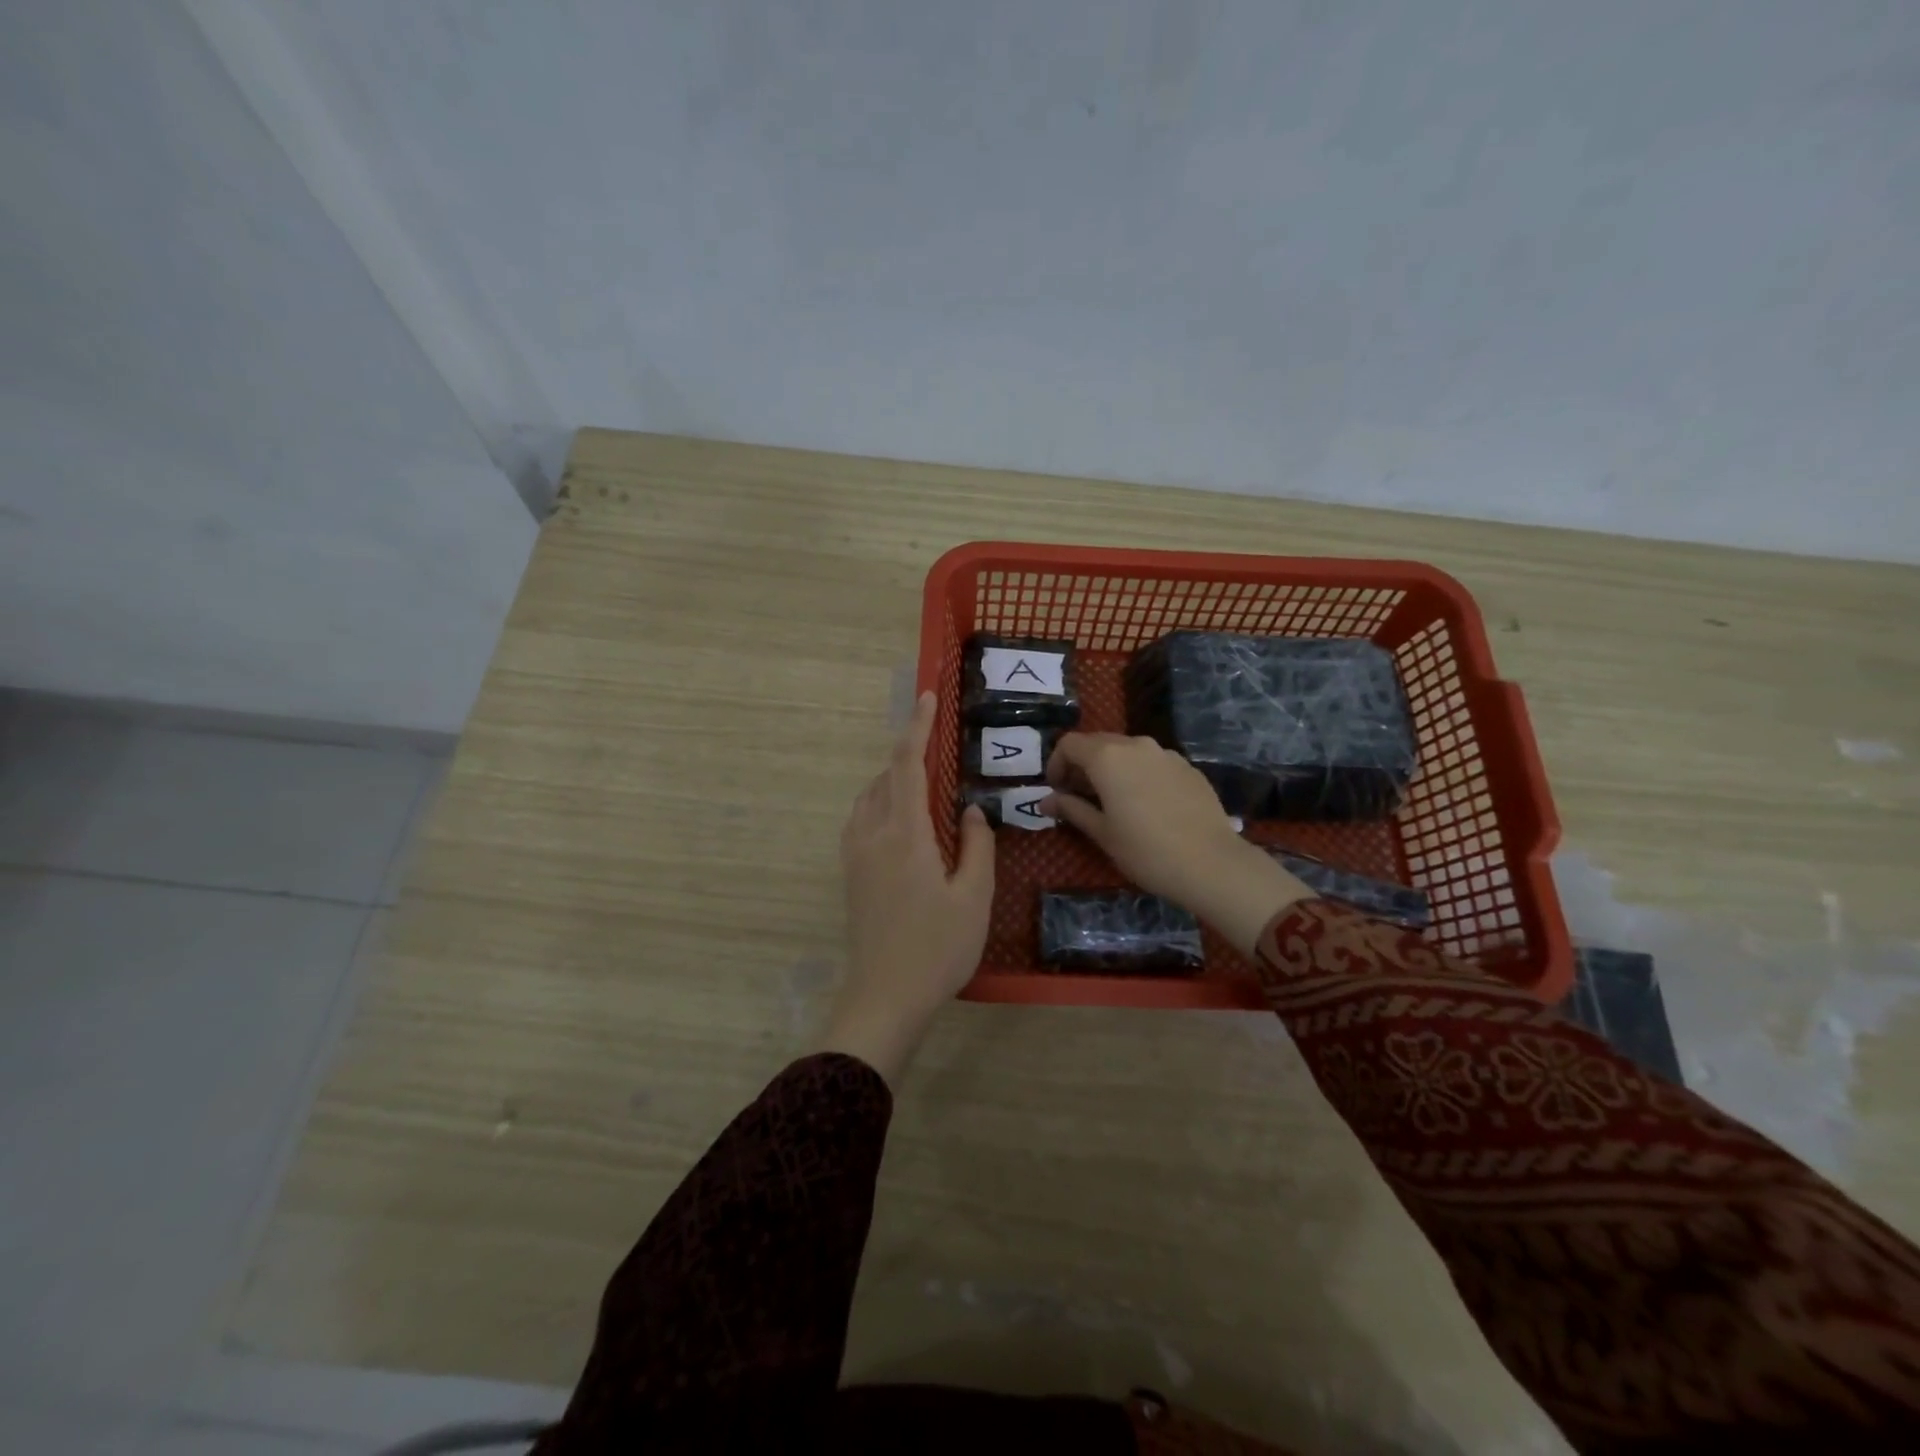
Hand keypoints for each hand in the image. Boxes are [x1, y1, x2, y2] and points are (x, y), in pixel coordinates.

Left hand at [824, 691, 993, 1086]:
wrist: (884, 997)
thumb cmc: (938, 948)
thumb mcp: (973, 896)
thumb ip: (976, 845)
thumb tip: (970, 811)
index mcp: (905, 834)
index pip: (908, 765)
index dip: (917, 727)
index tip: (927, 696)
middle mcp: (872, 834)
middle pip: (886, 777)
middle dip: (910, 754)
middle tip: (939, 748)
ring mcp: (855, 854)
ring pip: (870, 797)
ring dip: (894, 780)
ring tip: (925, 785)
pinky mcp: (850, 873)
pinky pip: (863, 819)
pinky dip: (882, 803)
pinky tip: (904, 823)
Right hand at [1041, 733, 1309, 953]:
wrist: (1212, 864)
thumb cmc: (1146, 850)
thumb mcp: (1102, 833)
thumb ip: (1071, 809)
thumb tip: (1046, 800)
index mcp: (1107, 757)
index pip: (1069, 744)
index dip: (1056, 764)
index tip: (1056, 791)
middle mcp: (1135, 745)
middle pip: (1098, 743)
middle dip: (1082, 765)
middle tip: (1078, 797)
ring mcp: (1165, 753)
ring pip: (1127, 751)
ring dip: (1111, 769)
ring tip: (1112, 802)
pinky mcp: (1188, 767)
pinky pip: (1152, 763)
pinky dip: (1138, 775)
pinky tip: (1146, 806)